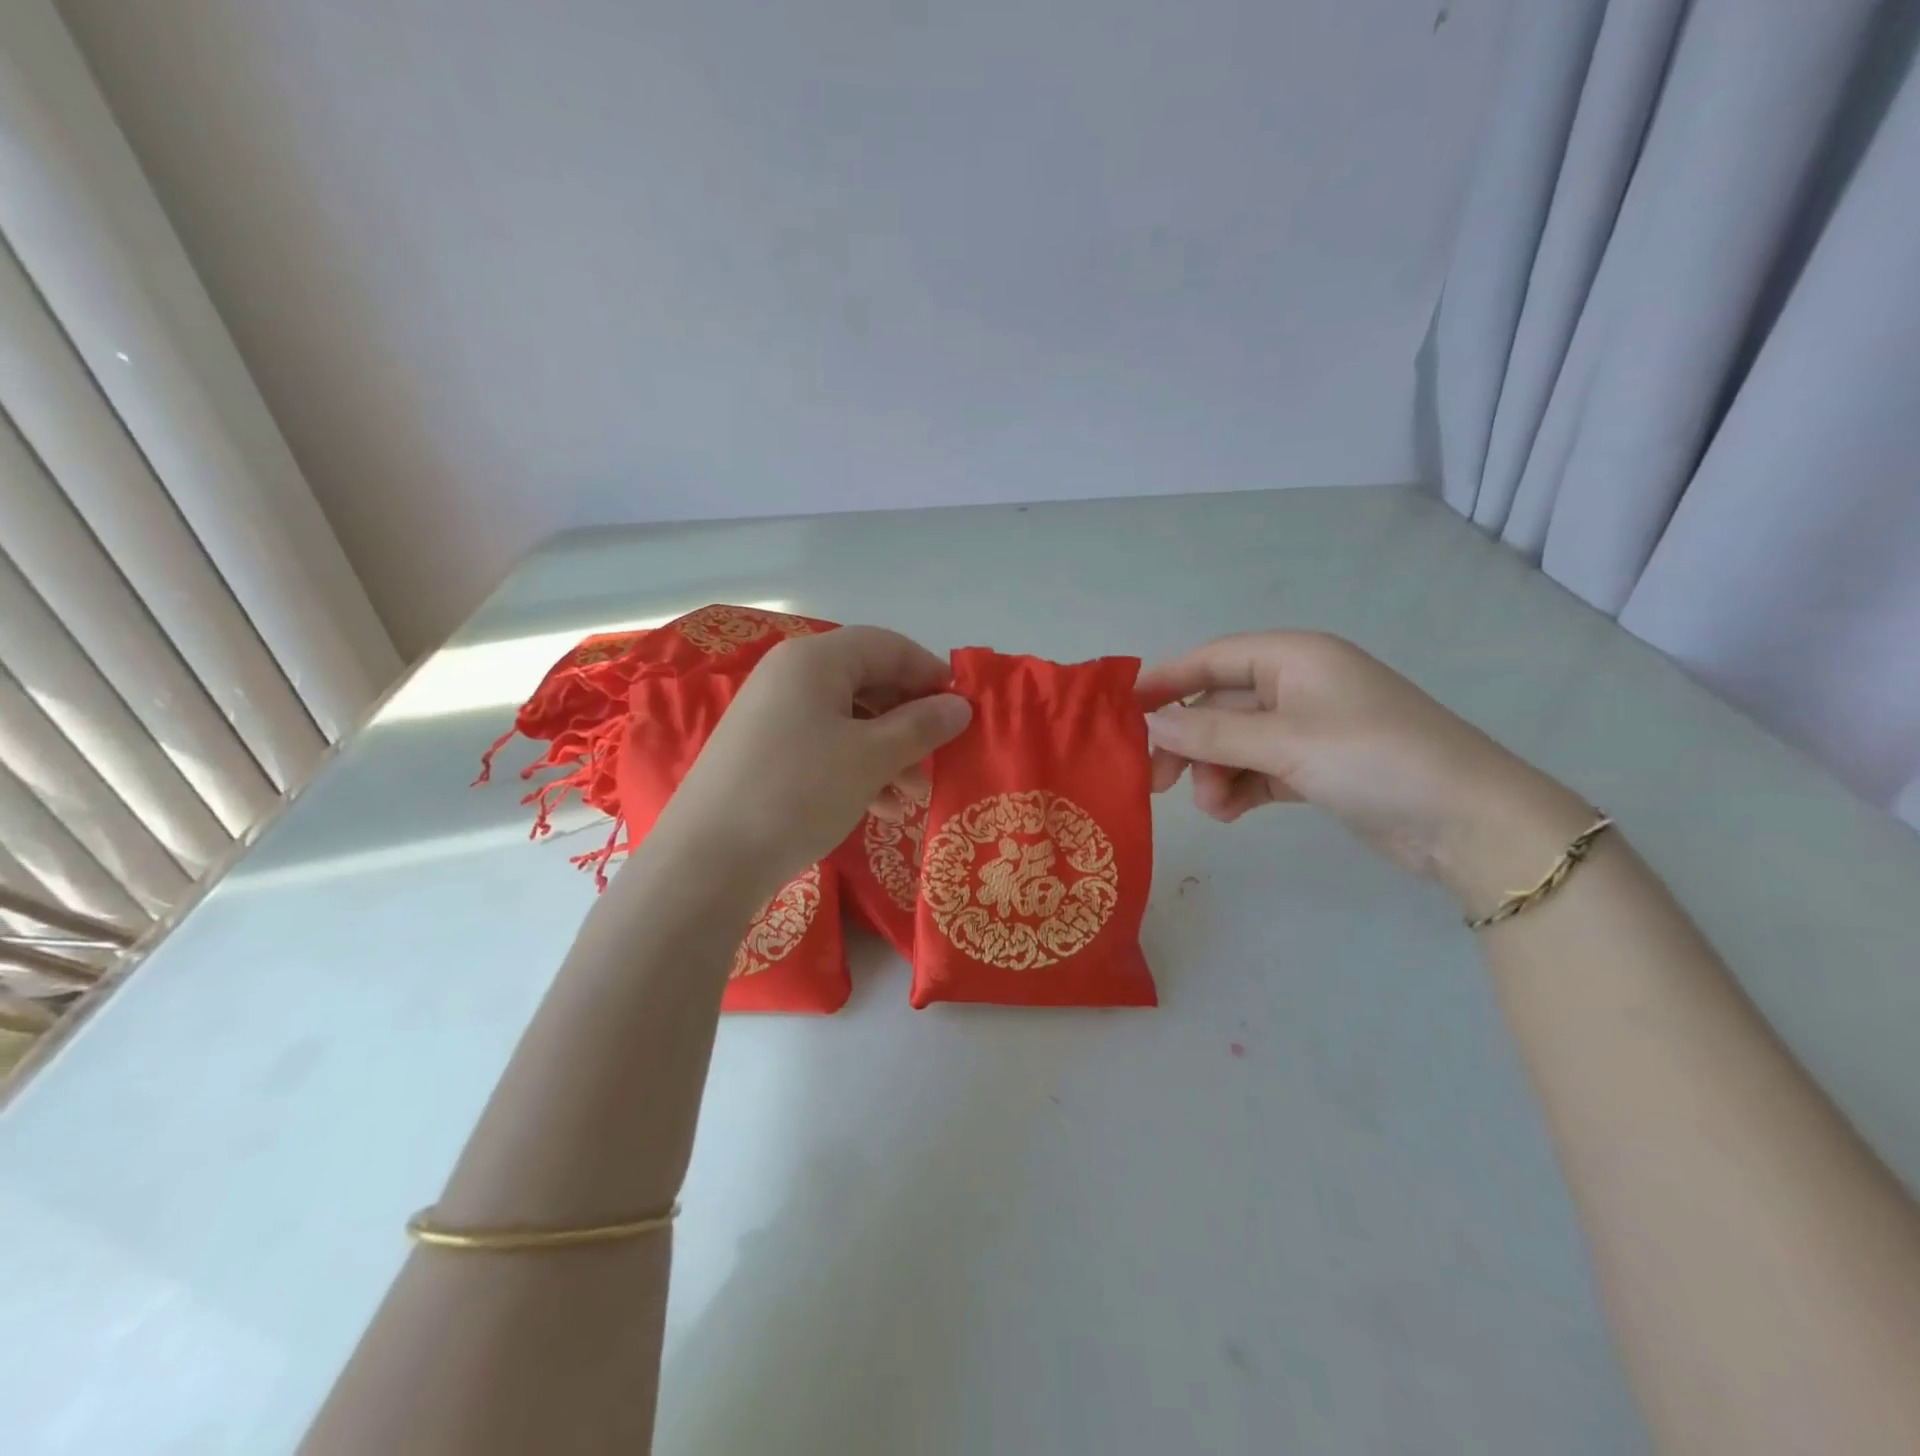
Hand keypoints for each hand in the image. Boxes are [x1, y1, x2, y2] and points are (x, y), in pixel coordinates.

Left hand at [648, 626, 970, 900]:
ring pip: (848, 720)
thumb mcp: (871, 758)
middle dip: (909, 723)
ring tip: (910, 798)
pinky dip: (856, 769)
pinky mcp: (763, 752)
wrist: (707, 860)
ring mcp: (772, 714)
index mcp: (815, 660)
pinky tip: (877, 808)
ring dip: (887, 753)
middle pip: (868, 683)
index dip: (931, 674)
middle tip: (936, 762)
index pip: (888, 646)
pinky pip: (823, 746)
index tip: (962, 711)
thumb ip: (921, 726)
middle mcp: (790, 676)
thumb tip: (960, 706)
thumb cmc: (798, 792)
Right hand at [1138, 631, 1590, 911]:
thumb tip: (1152, 723)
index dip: (1165, 682)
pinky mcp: (1317, 767)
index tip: (1122, 714)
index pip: (1211, 658)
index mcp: (1294, 657)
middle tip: (1156, 781)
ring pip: (1236, 743)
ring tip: (1213, 809)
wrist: (1470, 822)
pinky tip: (1231, 812)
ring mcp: (1309, 728)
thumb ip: (1212, 733)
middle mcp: (1298, 685)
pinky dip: (1241, 788)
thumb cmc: (1373, 759)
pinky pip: (1260, 769)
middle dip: (1189, 742)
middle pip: (1219, 704)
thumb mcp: (1285, 741)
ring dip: (1216, 773)